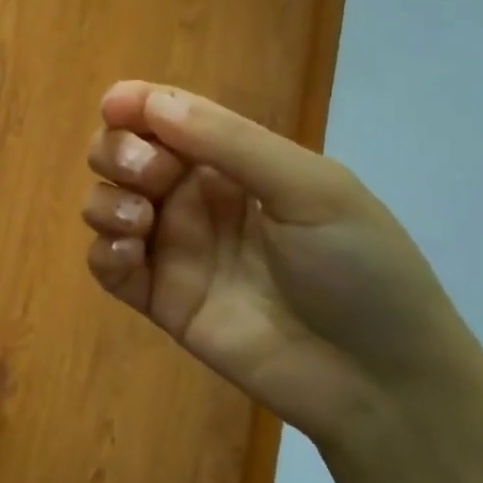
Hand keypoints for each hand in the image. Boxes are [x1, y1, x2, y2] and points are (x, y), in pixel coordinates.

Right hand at [83, 81, 481, 447]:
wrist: (379, 381)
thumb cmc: (360, 270)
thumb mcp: (310, 190)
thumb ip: (230, 143)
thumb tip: (152, 101)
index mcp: (235, 164)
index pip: (170, 118)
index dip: (136, 105)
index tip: (114, 106)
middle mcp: (196, 199)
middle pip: (125, 155)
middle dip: (119, 152)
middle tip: (150, 176)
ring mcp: (175, 250)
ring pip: (106, 204)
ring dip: (107, 201)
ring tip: (140, 222)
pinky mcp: (160, 299)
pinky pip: (107, 266)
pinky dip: (103, 252)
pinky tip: (128, 255)